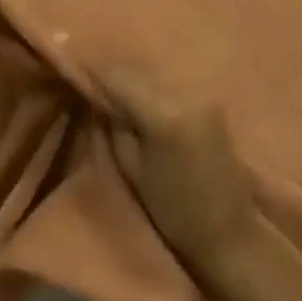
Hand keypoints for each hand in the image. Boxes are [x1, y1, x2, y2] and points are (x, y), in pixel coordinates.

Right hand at [99, 65, 259, 271]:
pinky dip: (149, 85)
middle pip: (135, 68)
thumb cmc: (173, 211)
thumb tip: (98, 96)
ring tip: (111, 88)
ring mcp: (201, 96)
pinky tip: (138, 96)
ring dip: (130, 76)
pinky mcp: (210, 102)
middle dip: (109, 72)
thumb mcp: (131, 168)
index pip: (117, 75)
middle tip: (88, 79)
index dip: (91, 70)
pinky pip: (169, 83)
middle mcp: (185, 95)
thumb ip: (114, 125)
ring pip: (152, 73)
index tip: (72, 69)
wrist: (229, 232)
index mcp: (163, 114)